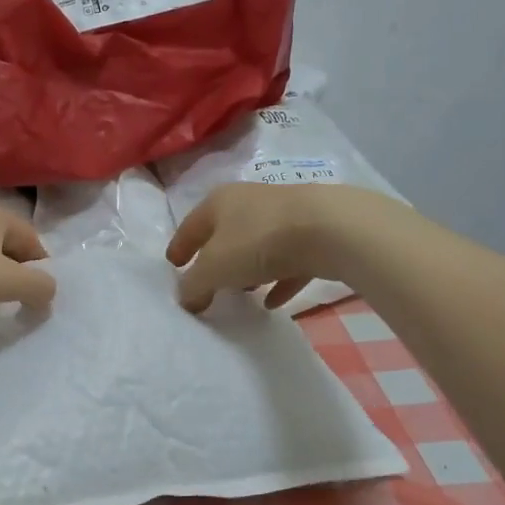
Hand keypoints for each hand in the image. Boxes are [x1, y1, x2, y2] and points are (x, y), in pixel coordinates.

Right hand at [166, 183, 390, 312]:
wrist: (331, 229)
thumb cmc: (259, 242)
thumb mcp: (215, 269)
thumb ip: (194, 286)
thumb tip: (185, 298)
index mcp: (219, 202)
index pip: (190, 226)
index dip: (179, 248)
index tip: (173, 267)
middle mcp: (250, 202)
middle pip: (225, 233)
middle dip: (215, 259)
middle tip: (206, 284)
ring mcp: (285, 215)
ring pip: (258, 245)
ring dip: (248, 269)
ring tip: (241, 294)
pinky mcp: (314, 233)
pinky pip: (289, 262)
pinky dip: (279, 279)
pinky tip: (274, 302)